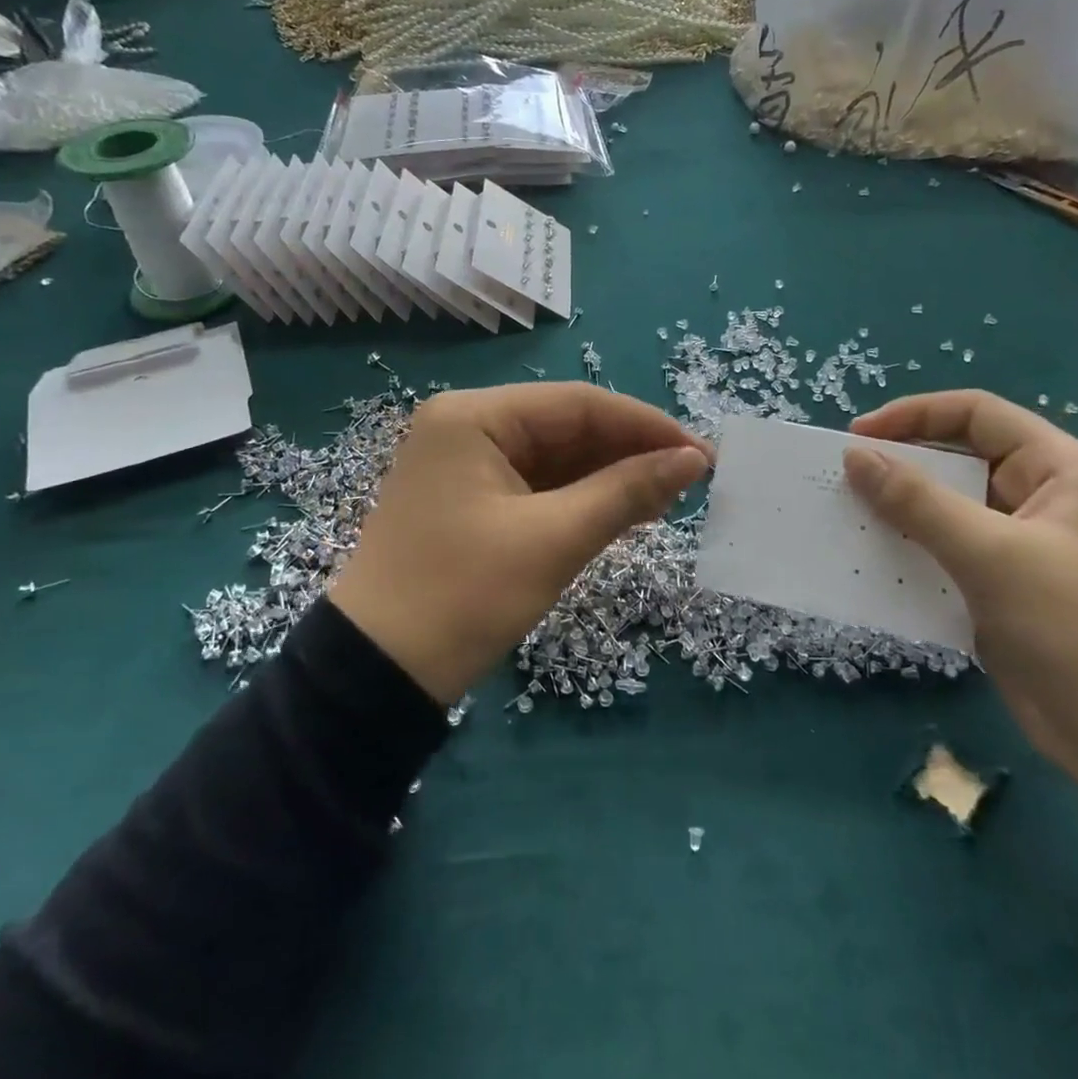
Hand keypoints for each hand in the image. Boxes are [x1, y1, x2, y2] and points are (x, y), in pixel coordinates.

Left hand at [331, 384, 711, 704]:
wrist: (376, 674)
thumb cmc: (463, 597)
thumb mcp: (552, 541)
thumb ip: (626, 492)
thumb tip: (693, 460)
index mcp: (474, 416)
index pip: (577, 404)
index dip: (645, 425)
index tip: (700, 453)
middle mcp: (467, 426)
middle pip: (566, 426)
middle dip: (629, 453)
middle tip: (689, 481)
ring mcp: (465, 463)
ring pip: (555, 457)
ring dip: (609, 477)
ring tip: (666, 500)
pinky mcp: (470, 498)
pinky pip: (537, 485)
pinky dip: (580, 498)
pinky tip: (624, 512)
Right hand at [843, 391, 1077, 856]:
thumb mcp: (993, 556)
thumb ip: (918, 501)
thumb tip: (854, 456)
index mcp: (1058, 469)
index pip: (977, 415)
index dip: (913, 416)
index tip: (857, 438)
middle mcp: (1040, 498)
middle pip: (959, 460)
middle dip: (900, 466)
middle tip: (842, 481)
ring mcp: (1022, 547)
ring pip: (947, 510)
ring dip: (898, 512)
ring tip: (846, 518)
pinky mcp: (1004, 590)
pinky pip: (946, 554)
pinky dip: (910, 553)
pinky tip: (872, 563)